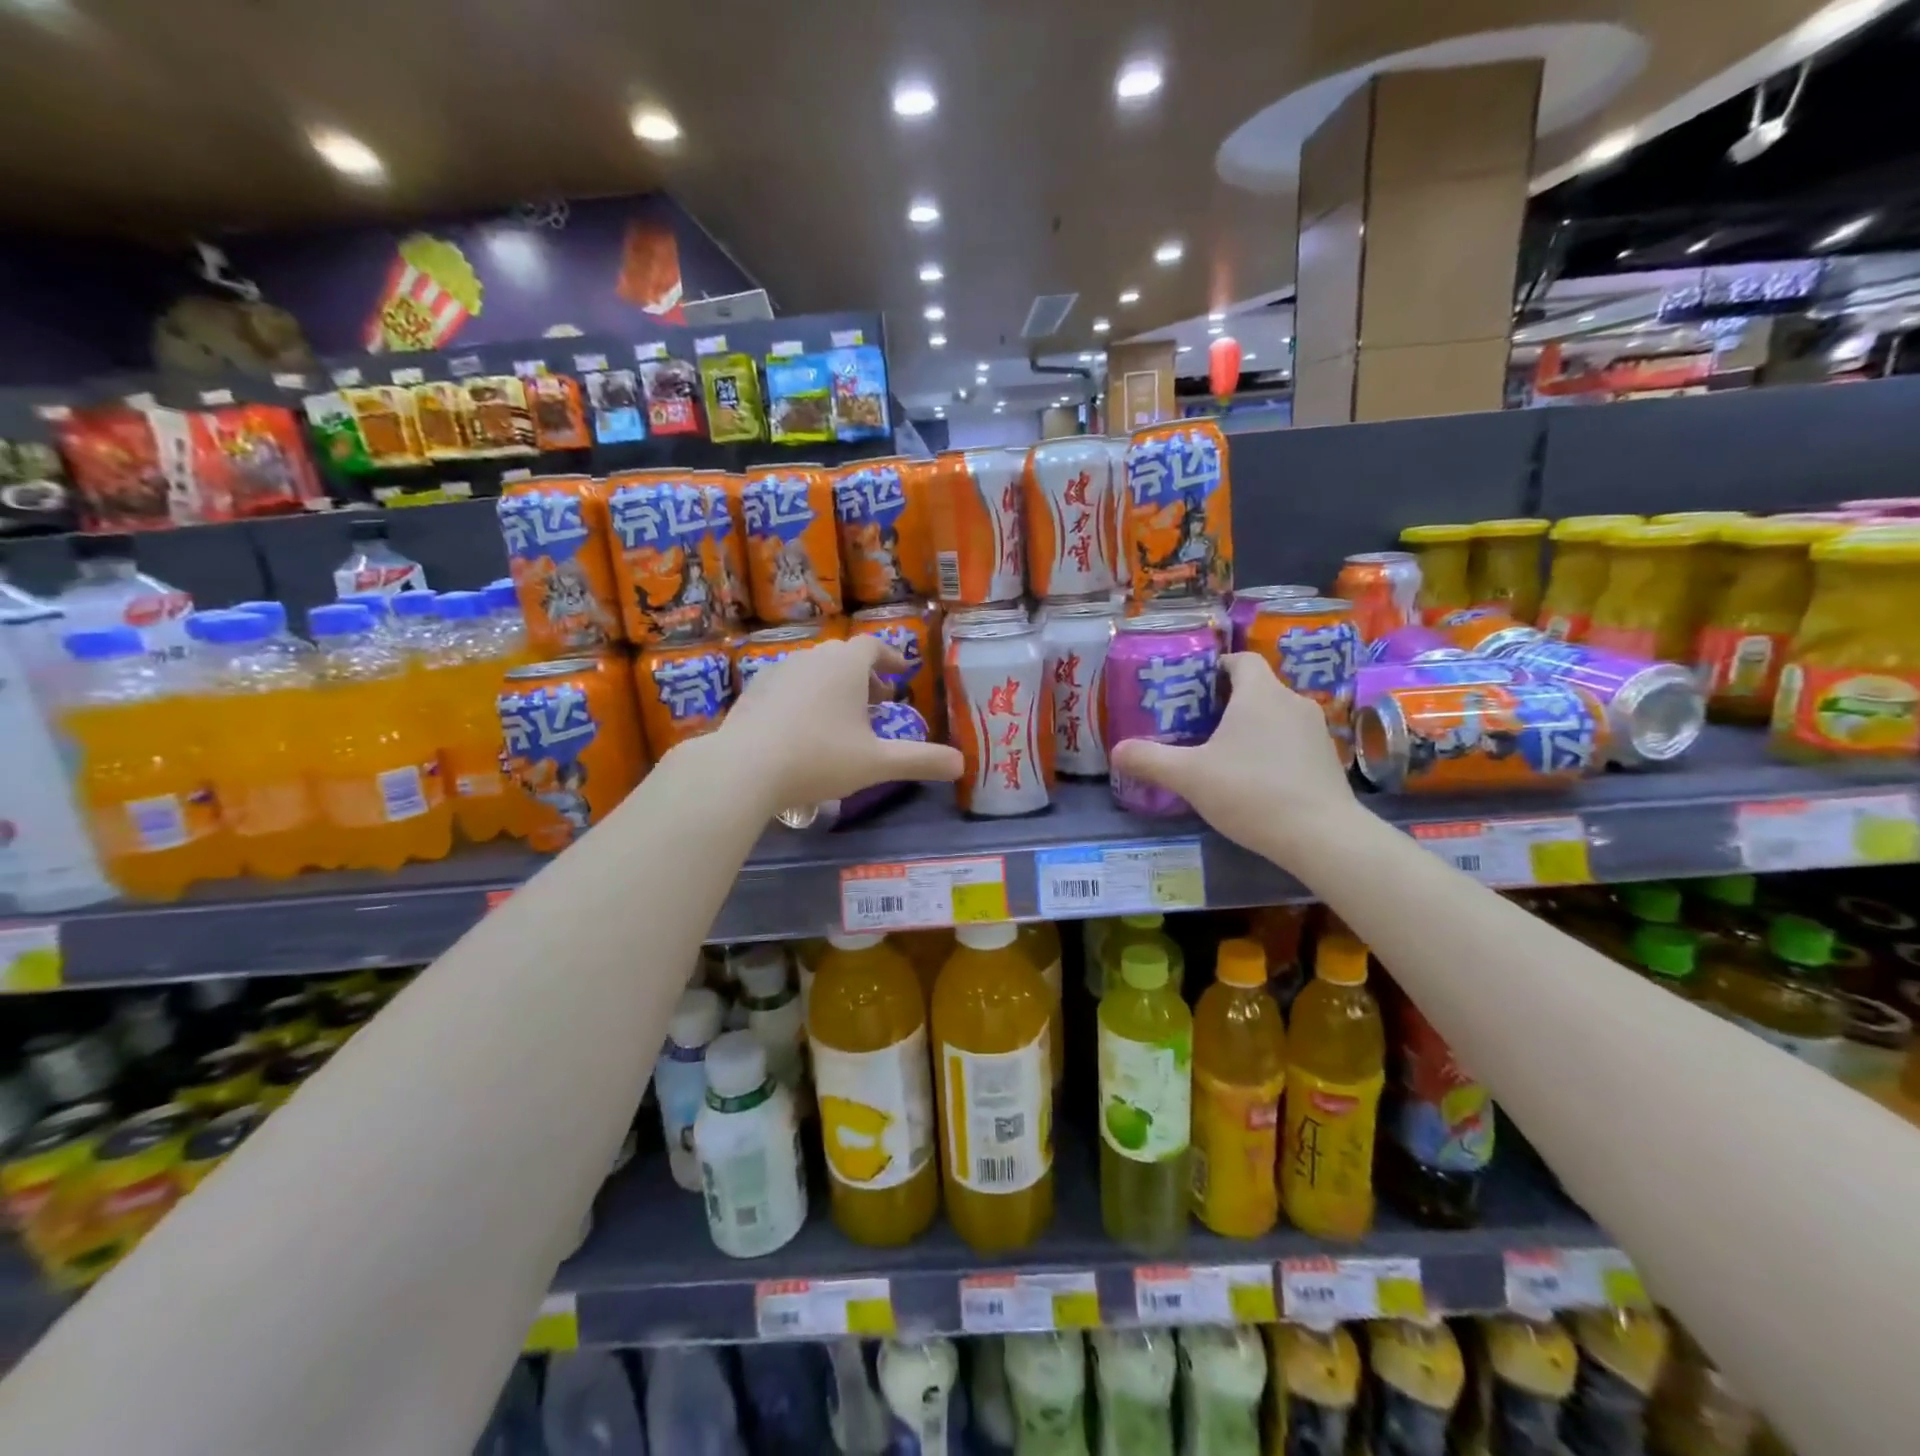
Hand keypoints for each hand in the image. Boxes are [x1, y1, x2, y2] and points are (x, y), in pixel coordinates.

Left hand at [718, 635, 963, 813]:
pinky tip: (803, 729)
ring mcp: (778, 671)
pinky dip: (805, 698)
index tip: (901, 673)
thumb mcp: (878, 763)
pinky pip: (789, 685)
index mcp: (846, 665)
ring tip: (842, 719)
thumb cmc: (820, 757)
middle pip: (844, 658)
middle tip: (878, 703)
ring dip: (834, 688)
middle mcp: (813, 658)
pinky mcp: (754, 691)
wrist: (744, 767)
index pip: (874, 646)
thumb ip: (921, 761)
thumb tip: (962, 765)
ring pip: (815, 671)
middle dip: (865, 677)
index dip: (891, 658)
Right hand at [1108, 652, 1358, 857]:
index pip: (1242, 660)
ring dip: (1252, 727)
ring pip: (1276, 715)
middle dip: (1228, 702)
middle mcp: (1292, 702)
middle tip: (1197, 725)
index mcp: (1260, 693)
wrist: (1320, 835)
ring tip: (1223, 754)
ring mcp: (1316, 731)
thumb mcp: (1189, 777)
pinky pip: (1292, 741)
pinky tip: (1255, 779)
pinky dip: (1273, 749)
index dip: (1218, 667)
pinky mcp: (1327, 759)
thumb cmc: (1250, 791)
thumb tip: (1117, 751)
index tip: (1195, 686)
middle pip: (1257, 688)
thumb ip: (1149, 760)